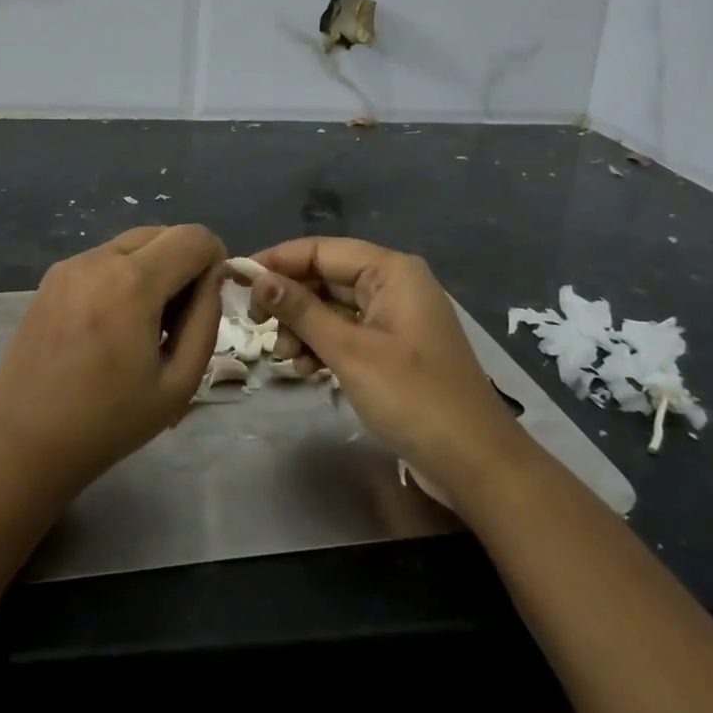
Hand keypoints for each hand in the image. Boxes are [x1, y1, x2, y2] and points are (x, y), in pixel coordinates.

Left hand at [0, 225, 226, 500]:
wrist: (24, 444)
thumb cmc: (109, 422)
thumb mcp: (179, 383)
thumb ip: (207, 320)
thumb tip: (214, 278)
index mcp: (134, 282)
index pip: (193, 236)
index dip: (215, 258)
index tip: (211, 298)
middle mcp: (99, 259)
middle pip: (161, 233)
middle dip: (183, 262)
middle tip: (179, 316)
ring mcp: (69, 266)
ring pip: (130, 245)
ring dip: (152, 268)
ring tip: (144, 324)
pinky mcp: (50, 280)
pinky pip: (102, 260)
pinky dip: (122, 276)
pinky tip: (111, 325)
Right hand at [249, 237, 524, 495]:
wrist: (475, 462)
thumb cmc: (412, 396)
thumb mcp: (349, 351)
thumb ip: (301, 310)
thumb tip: (258, 278)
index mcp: (391, 270)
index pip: (321, 250)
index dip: (277, 261)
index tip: (238, 280)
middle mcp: (393, 284)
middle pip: (326, 277)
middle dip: (290, 301)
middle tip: (258, 328)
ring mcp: (395, 318)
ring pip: (333, 308)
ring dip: (304, 328)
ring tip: (286, 358)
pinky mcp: (393, 348)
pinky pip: (347, 333)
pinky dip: (323, 346)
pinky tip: (307, 369)